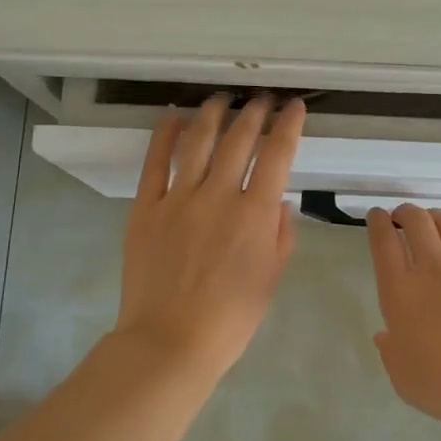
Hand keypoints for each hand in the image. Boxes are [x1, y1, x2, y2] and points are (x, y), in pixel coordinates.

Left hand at [115, 94, 305, 382]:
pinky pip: (155, 163)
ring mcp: (178, 199)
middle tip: (261, 99)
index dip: (288, 125)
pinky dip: (164, 135)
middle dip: (254, 112)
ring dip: (213, 114)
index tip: (295, 106)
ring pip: (198, 142)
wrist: (170, 342)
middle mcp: (218, 196)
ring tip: (221, 98)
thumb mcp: (271, 278)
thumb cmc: (231, 319)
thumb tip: (280, 200)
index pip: (277, 155)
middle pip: (239, 139)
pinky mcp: (146, 208)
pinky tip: (173, 117)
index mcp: (254, 214)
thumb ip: (280, 235)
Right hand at [365, 204, 440, 438]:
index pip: (384, 242)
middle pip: (416, 221)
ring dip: (433, 215)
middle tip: (401, 217)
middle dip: (405, 212)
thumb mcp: (403, 377)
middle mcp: (431, 269)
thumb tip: (386, 335)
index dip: (378, 223)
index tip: (376, 216)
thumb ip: (390, 351)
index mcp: (400, 292)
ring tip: (430, 221)